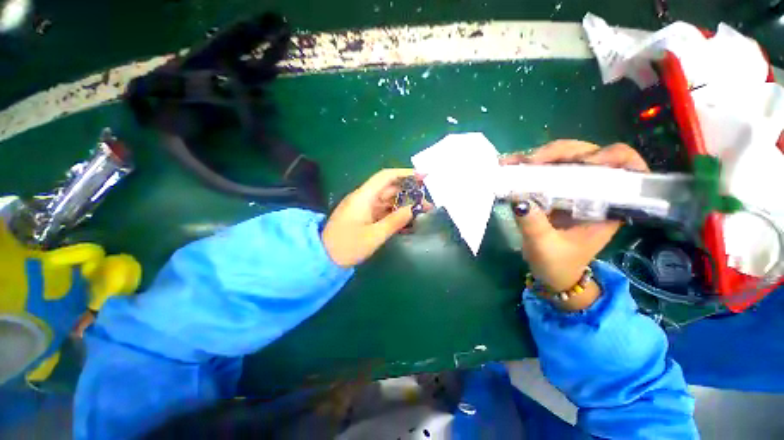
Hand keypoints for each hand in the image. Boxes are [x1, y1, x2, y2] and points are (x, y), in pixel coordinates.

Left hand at [322, 169, 430, 266]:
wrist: (324, 258)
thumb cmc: (347, 246)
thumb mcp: (374, 236)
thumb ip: (395, 221)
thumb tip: (413, 209)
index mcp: (363, 197)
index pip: (386, 177)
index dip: (405, 173)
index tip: (423, 177)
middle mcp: (363, 198)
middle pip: (389, 189)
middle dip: (409, 193)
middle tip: (426, 202)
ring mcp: (363, 207)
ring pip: (387, 200)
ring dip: (403, 204)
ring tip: (421, 212)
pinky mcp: (363, 216)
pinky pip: (382, 210)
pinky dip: (394, 213)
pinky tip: (406, 221)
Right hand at [501, 140, 648, 306]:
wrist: (551, 272)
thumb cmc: (557, 264)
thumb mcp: (545, 248)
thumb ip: (534, 225)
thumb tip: (518, 200)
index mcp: (608, 206)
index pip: (625, 166)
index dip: (610, 156)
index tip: (585, 163)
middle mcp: (592, 191)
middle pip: (585, 155)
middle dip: (558, 153)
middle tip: (530, 162)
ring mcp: (570, 188)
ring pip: (561, 159)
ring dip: (537, 157)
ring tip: (512, 163)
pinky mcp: (551, 191)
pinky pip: (542, 170)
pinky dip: (524, 166)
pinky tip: (508, 166)